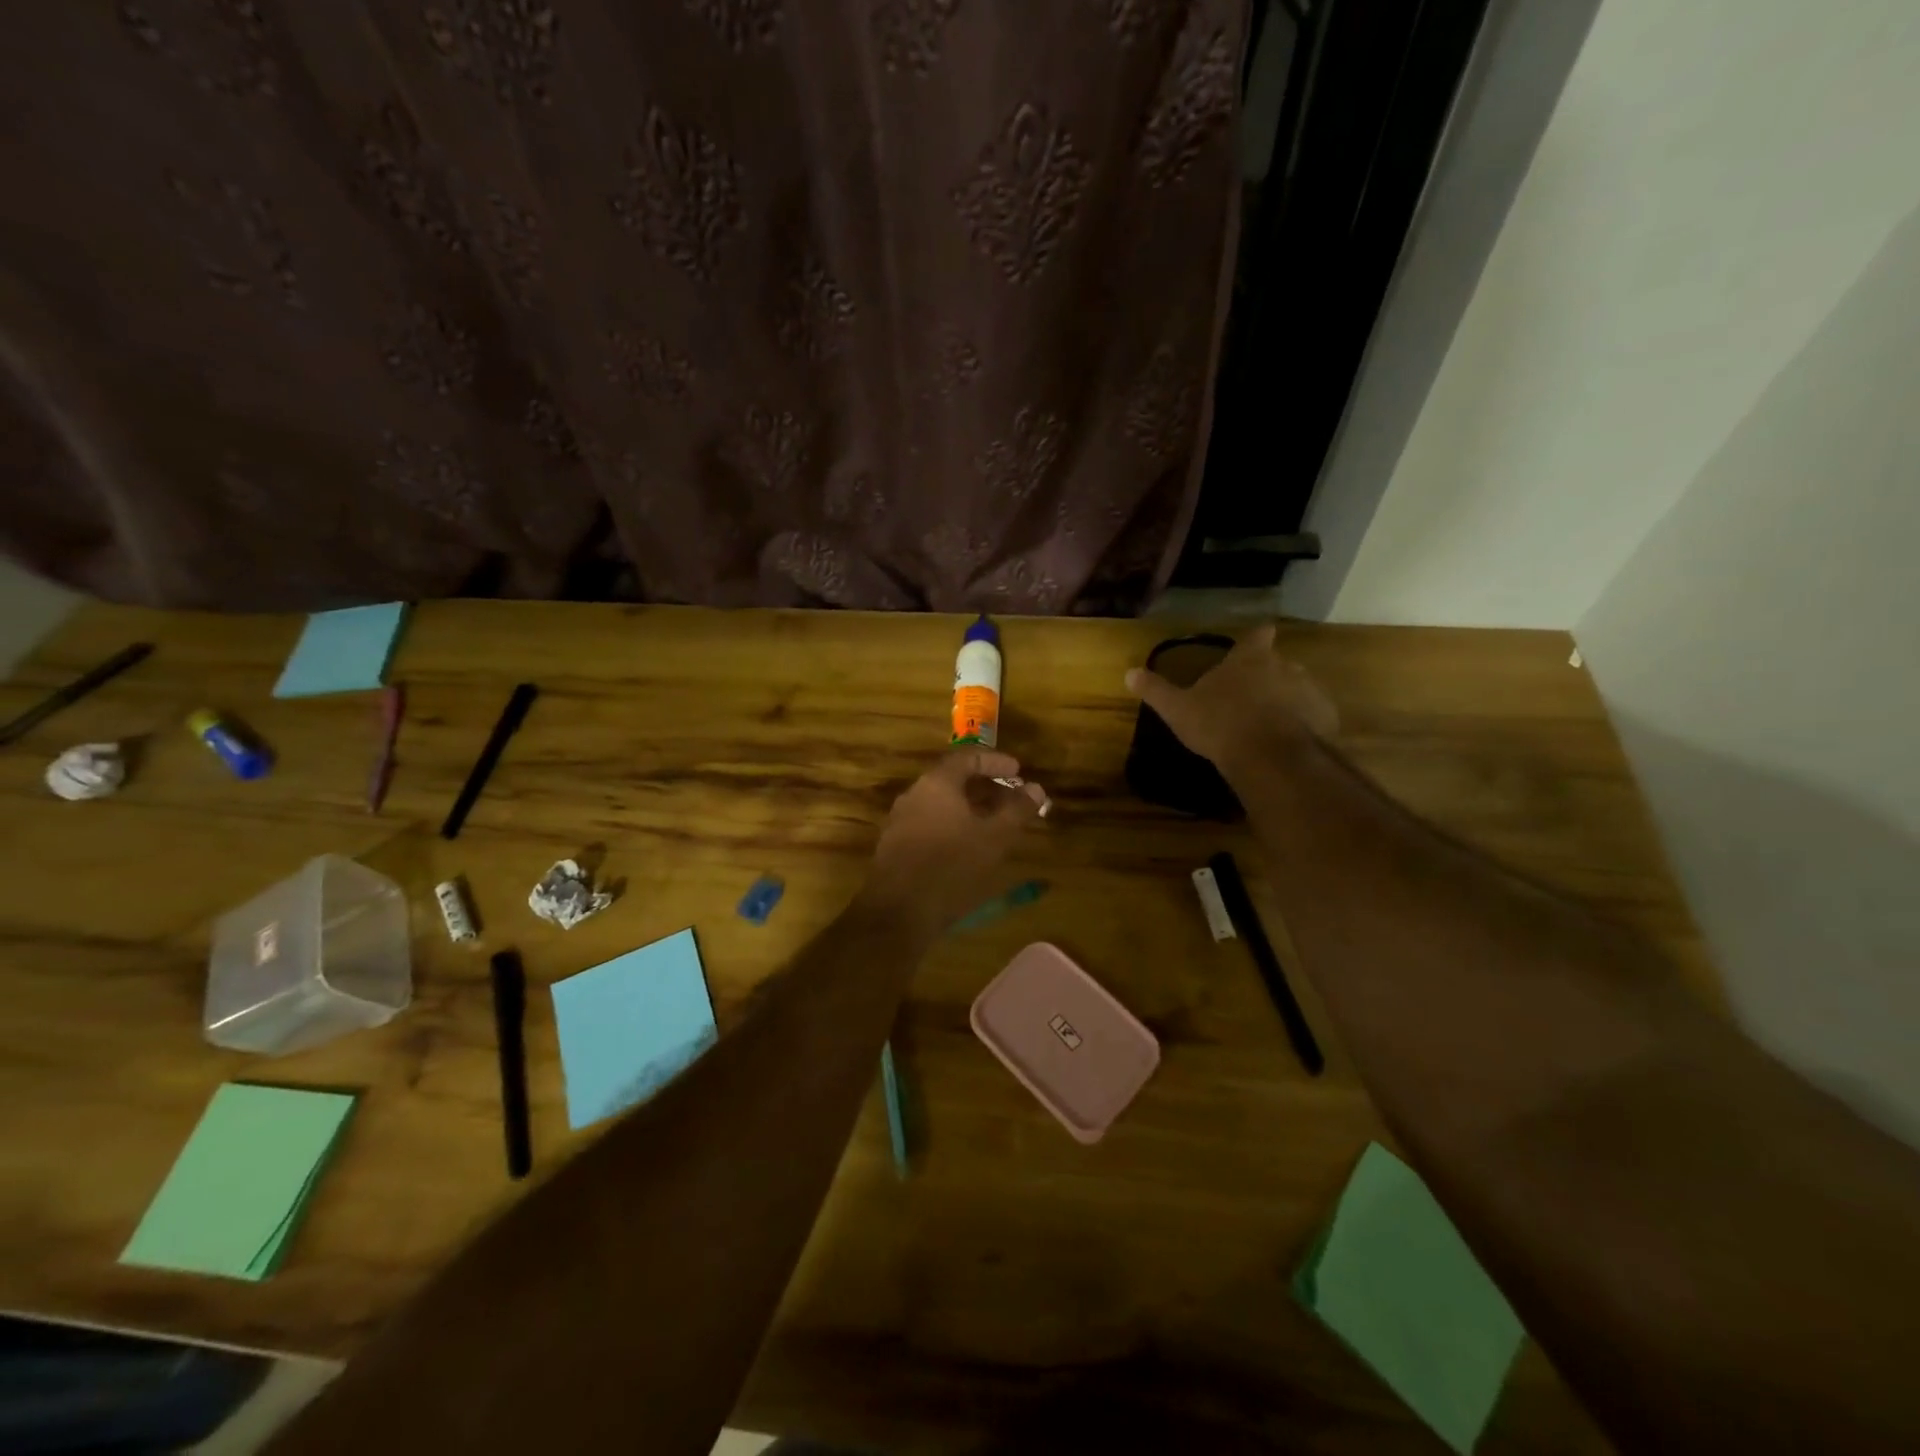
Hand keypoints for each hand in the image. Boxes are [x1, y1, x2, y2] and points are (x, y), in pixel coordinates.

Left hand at [860, 748, 1048, 933]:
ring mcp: (900, 820)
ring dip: (969, 808)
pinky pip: (929, 823)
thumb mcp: (994, 838)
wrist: (898, 911)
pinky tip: (967, 847)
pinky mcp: (895, 846)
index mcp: (937, 783)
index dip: (995, 762)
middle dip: (984, 786)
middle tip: (1010, 798)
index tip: (1018, 771)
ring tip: (994, 824)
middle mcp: (914, 794)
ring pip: (940, 803)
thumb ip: (1017, 810)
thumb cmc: (951, 866)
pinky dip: (952, 825)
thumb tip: (1036, 788)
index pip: (967, 757)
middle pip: (952, 780)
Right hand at [1124, 624, 1337, 771]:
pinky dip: (1304, 724)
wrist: (1269, 756)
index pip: (1257, 635)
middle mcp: (1284, 666)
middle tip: (1250, 696)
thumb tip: (1129, 673)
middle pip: (1279, 663)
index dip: (1256, 637)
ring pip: (1298, 689)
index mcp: (1249, 659)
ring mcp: (1309, 691)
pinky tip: (1288, 742)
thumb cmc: (1219, 724)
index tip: (1256, 638)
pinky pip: (1314, 716)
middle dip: (1268, 675)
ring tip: (1270, 724)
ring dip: (1287, 701)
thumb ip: (1156, 690)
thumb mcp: (1178, 709)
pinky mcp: (1325, 718)